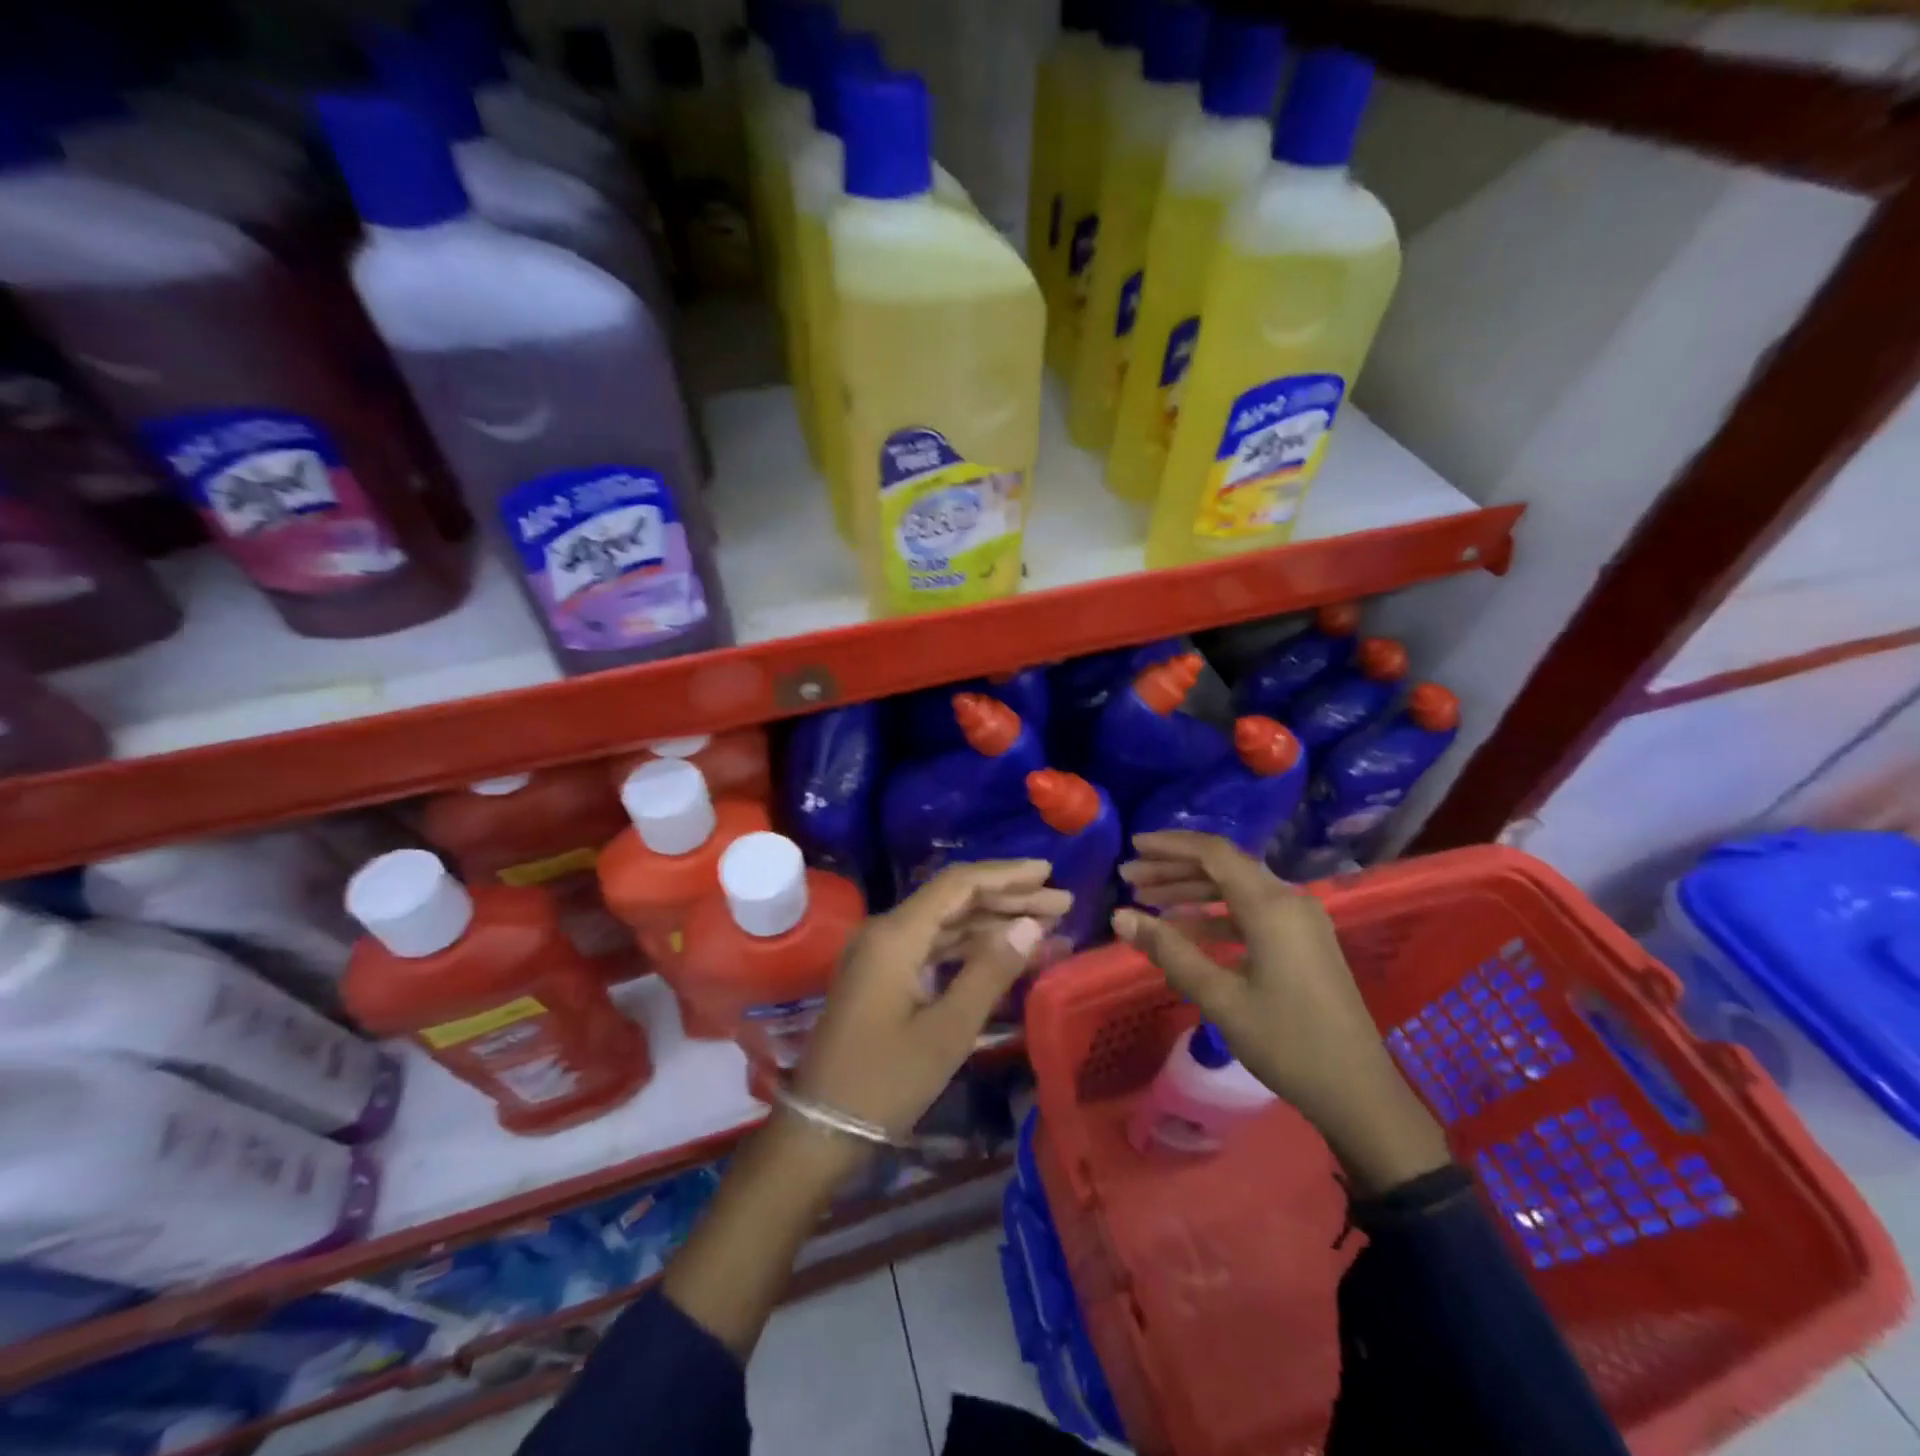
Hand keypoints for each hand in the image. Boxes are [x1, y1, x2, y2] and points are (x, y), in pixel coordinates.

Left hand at [791, 859, 1069, 1145]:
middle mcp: (886, 932)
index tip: (1049, 873)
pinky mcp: (884, 977)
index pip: (958, 884)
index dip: (1006, 875)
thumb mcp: (947, 1030)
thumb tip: (1030, 924)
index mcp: (896, 935)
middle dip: (1008, 899)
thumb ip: (990, 972)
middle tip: (1061, 904)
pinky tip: (1007, 956)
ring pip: (947, 924)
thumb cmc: (885, 1081)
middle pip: (955, 900)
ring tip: (1047, 929)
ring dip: (994, 924)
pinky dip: (972, 950)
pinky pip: (934, 948)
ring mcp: (882, 954)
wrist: (822, 1129)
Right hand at [1114, 831, 1449, 1193]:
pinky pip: (1250, 913)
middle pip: (1223, 867)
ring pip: (1235, 890)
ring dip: (1191, 892)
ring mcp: (1299, 922)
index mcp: (1272, 906)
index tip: (1132, 847)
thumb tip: (1120, 916)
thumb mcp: (1220, 997)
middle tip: (1129, 878)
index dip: (1170, 845)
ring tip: (1147, 900)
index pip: (1214, 853)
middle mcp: (1288, 901)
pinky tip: (1183, 930)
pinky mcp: (1302, 942)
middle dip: (1174, 869)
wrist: (1358, 1093)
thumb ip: (1169, 951)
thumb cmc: (1287, 1042)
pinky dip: (1214, 915)